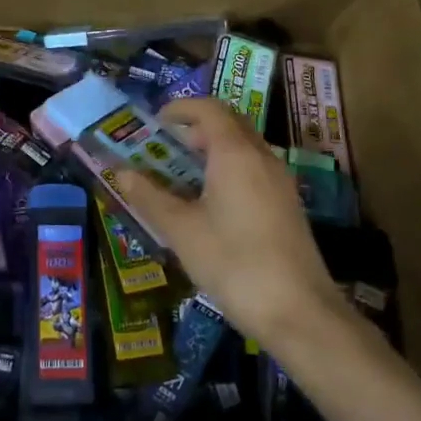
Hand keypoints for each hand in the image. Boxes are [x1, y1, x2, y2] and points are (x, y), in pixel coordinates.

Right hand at [117, 98, 347, 349]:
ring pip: (243, 148)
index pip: (209, 109)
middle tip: (164, 149)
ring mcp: (279, 181)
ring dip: (212, 151)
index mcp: (235, 153)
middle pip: (228, 123)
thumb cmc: (233, 263)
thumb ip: (150, 197)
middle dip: (195, 129)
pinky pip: (254, 170)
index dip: (180, 109)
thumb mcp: (182, 231)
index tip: (154, 122)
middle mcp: (262, 157)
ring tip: (181, 178)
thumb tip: (121, 173)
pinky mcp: (287, 205)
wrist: (299, 311)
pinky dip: (228, 171)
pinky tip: (210, 205)